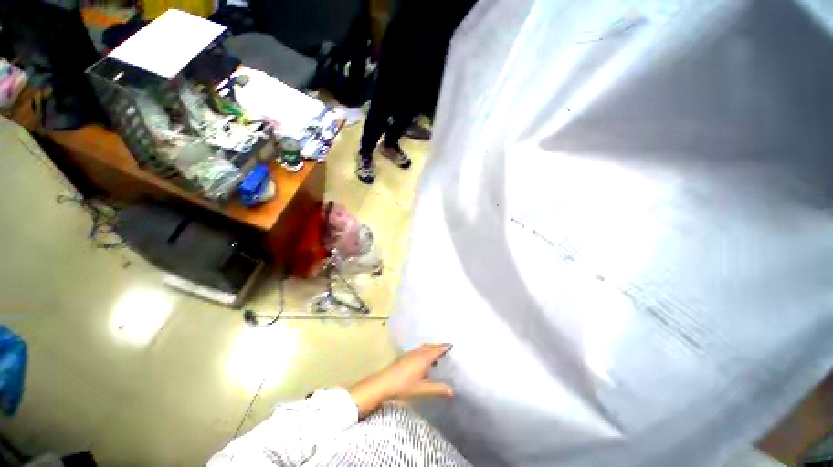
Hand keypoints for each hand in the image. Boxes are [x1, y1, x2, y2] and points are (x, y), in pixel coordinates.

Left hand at [349, 344, 452, 417]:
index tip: (452, 345)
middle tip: (446, 352)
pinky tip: (424, 364)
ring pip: (424, 349)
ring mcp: (410, 354)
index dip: (444, 347)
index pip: (437, 349)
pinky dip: (424, 353)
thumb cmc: (404, 385)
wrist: (384, 383)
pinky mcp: (405, 357)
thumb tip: (452, 390)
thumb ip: (438, 389)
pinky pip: (418, 351)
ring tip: (437, 358)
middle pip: (431, 347)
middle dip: (438, 348)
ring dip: (431, 351)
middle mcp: (418, 352)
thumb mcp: (423, 389)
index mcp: (424, 357)